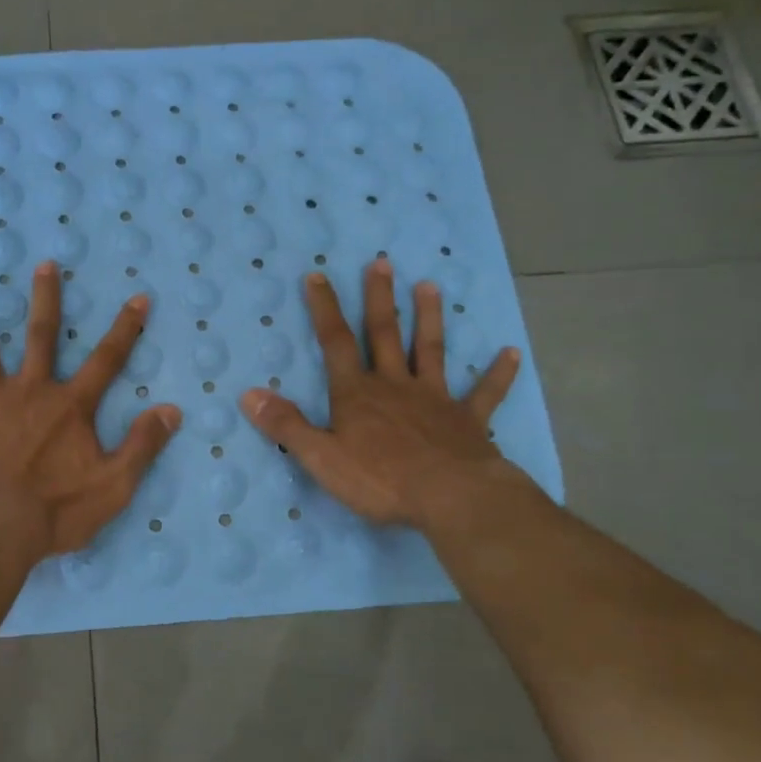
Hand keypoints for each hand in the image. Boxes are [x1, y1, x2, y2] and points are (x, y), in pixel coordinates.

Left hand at [0, 261, 182, 557]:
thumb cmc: (57, 510)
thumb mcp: (114, 484)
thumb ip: (143, 445)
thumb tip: (173, 410)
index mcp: (70, 405)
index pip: (107, 359)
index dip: (126, 328)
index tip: (138, 296)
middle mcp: (31, 390)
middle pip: (41, 335)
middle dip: (45, 299)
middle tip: (43, 265)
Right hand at [239, 259, 531, 536]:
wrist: (451, 498)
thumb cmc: (381, 479)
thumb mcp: (321, 457)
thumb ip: (286, 425)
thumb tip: (248, 394)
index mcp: (357, 393)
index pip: (336, 342)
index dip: (324, 309)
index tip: (318, 276)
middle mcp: (395, 385)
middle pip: (385, 334)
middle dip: (379, 299)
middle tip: (381, 263)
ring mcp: (435, 399)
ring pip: (431, 350)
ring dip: (430, 318)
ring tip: (431, 286)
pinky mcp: (468, 420)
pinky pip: (484, 393)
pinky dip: (498, 374)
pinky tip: (511, 353)